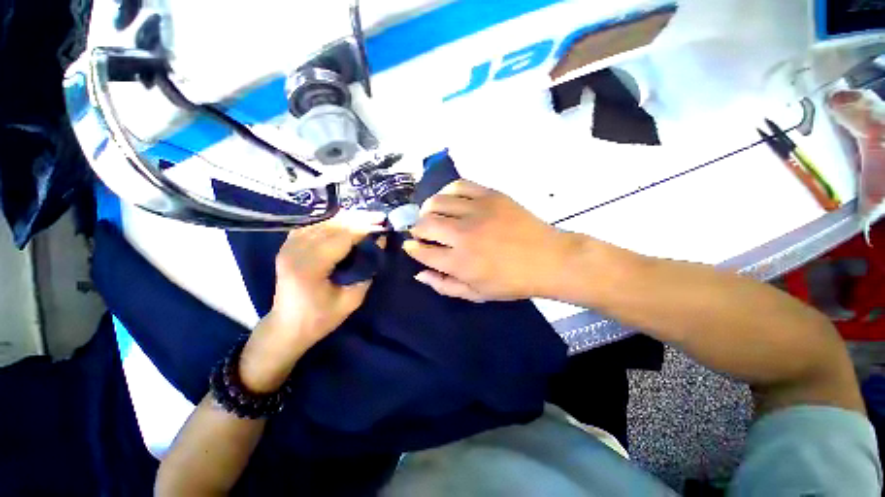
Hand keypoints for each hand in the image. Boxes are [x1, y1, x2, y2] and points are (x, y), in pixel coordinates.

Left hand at [240, 211, 385, 392]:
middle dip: (359, 218)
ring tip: (367, 218)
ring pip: (323, 221)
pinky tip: (347, 222)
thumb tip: (379, 243)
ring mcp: (288, 245)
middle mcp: (295, 250)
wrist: (287, 326)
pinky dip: (333, 221)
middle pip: (332, 224)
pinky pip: (314, 224)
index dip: (365, 227)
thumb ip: (367, 270)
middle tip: (379, 217)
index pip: (341, 237)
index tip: (384, 223)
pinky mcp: (288, 244)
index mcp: (309, 267)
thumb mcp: (351, 300)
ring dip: (347, 218)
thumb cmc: (320, 318)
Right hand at [404, 180, 579, 301]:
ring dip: (428, 210)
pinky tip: (450, 200)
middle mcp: (463, 235)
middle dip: (417, 229)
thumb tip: (419, 273)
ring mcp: (477, 211)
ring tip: (434, 215)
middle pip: (424, 224)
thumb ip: (444, 285)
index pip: (421, 251)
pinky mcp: (490, 195)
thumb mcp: (476, 294)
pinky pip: (458, 185)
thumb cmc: (512, 281)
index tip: (412, 245)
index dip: (412, 248)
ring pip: (436, 202)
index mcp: (459, 263)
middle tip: (423, 232)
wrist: (548, 259)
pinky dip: (448, 192)